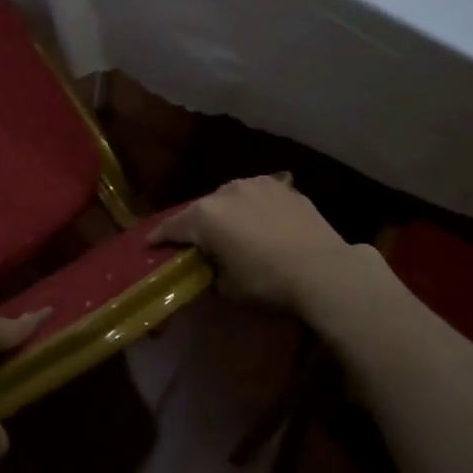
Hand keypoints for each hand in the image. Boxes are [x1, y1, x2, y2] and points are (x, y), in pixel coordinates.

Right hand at [149, 176, 353, 311]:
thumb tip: (215, 266)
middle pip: (202, 208)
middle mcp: (227, 192)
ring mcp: (258, 185)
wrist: (323, 270)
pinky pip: (260, 197)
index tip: (149, 243)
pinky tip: (262, 221)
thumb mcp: (228, 288)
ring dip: (227, 210)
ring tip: (232, 227)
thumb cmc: (267, 282)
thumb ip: (213, 271)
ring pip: (232, 196)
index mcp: (205, 216)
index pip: (173, 226)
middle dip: (196, 223)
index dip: (159, 236)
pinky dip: (255, 208)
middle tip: (196, 240)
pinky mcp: (285, 188)